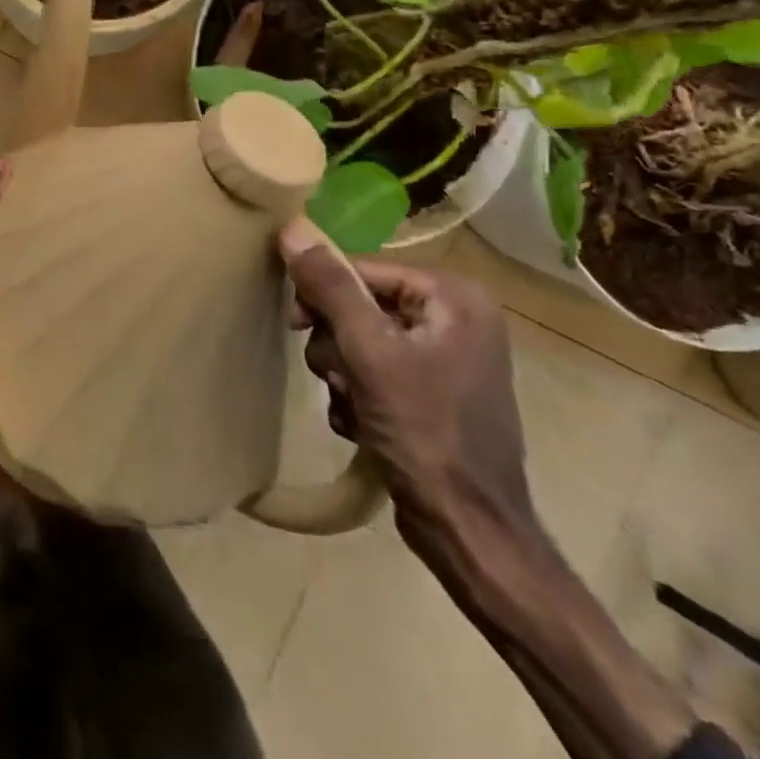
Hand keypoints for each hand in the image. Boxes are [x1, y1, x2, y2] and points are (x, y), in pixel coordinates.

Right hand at [277, 219, 537, 568]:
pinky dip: (358, 395)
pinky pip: (373, 371)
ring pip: (358, 340)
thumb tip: (291, 228)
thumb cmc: (425, 432)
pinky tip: (363, 424)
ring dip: (342, 373)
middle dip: (337, 344)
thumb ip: (330, 287)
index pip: (361, 268)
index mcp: (453, 296)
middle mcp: (454, 317)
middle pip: (358, 305)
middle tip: (338, 377)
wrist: (469, 530)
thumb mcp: (370, 353)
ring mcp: (444, 357)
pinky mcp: (431, 392)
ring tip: (354, 406)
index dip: (322, 293)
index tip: (294, 324)